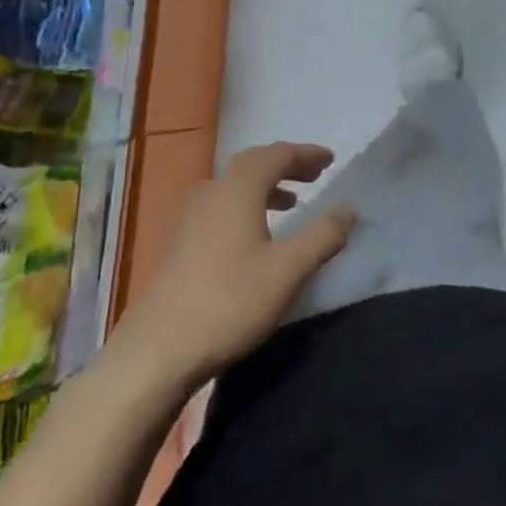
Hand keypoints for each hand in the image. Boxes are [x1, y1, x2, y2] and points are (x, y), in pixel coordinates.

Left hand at [115, 143, 356, 385]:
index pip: (276, 155)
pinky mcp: (180, 243)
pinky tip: (254, 235)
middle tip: (314, 175)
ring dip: (265, 187)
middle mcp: (212, 193)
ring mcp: (190, 218)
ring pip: (234, 187)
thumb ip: (323, 235)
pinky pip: (221, 207)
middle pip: (252, 164)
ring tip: (290, 203)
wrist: (157, 351)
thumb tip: (348, 207)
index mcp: (238, 190)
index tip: (330, 160)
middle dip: (286, 166)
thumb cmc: (229, 302)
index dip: (306, 154)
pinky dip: (246, 206)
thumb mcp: (288, 271)